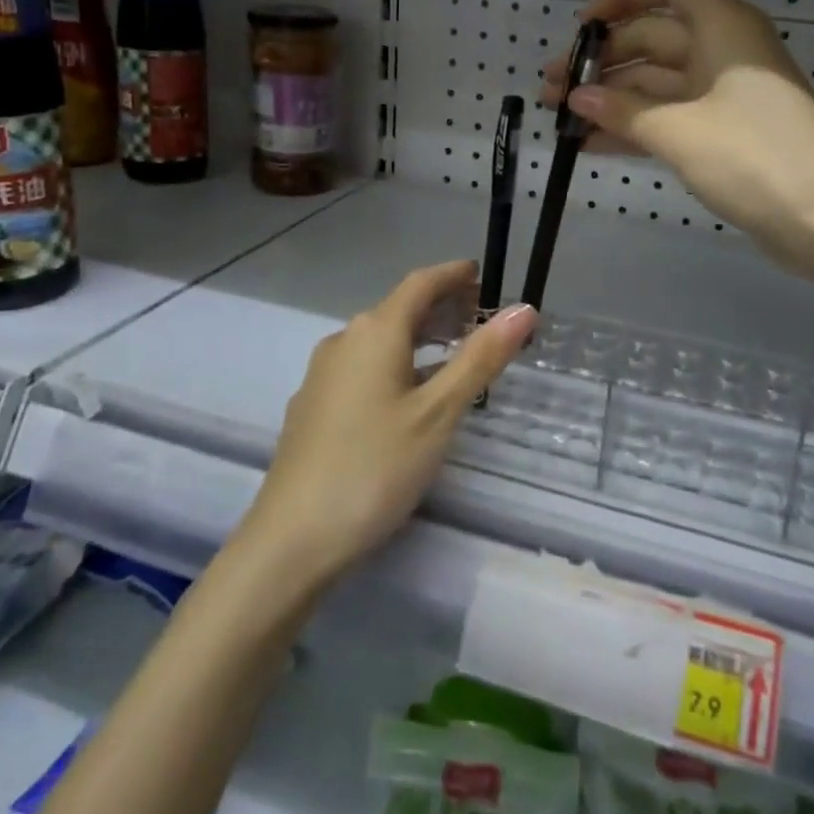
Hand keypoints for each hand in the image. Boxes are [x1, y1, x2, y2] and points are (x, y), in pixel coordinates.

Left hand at [242, 262, 537, 584]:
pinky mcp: (314, 406)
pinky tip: (408, 393)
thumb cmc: (374, 468)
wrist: (290, 540)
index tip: (481, 274)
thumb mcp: (438, 413)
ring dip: (419, 337)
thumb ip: (480, 358)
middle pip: (399, 309)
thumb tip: (523, 309)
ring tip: (453, 351)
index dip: (452, 274)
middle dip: (440, 306)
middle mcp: (344, 341)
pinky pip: (363, 366)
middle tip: (478, 316)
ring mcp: (323, 374)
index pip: (420, 283)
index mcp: (375, 332)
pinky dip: (396, 362)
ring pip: (380, 340)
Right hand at [542, 0, 813, 279]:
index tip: (583, 28)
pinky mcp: (724, 134)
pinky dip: (633, 126)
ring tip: (558, 116)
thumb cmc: (756, 158)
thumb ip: (623, 111)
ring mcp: (724, 95)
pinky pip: (669, 117)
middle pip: (654, 35)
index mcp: (724, 28)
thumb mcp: (680, 131)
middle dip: (601, 59)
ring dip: (610, 96)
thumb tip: (577, 99)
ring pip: (657, 81)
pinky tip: (589, 143)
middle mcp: (723, 51)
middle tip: (552, 88)